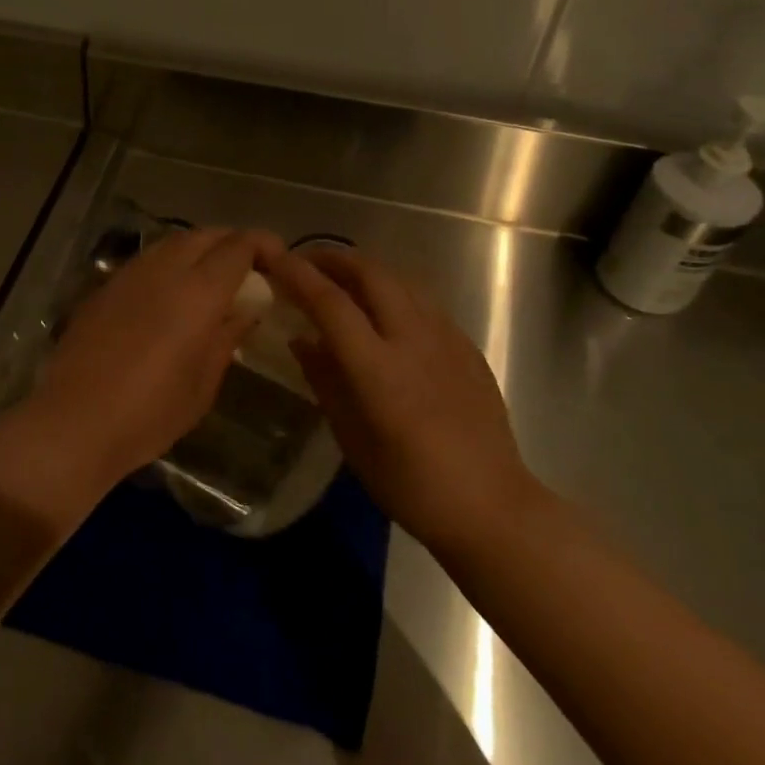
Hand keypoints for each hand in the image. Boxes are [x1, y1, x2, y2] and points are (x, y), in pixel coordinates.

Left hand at [0, 227, 283, 528]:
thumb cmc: (150, 412)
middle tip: (247, 268)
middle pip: (204, 236)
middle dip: (230, 243)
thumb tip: (244, 311)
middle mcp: (163, 270)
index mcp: (198, 291)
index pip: (238, 246)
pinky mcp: (103, 289)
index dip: (262, 245)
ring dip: (197, 250)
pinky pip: (146, 262)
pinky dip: (168, 266)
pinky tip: (169, 296)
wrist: (75, 422)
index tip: (277, 260)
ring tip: (211, 279)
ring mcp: (128, 275)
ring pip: (171, 243)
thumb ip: (227, 337)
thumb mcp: (203, 383)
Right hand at [266, 247, 542, 552]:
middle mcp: (414, 340)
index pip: (331, 304)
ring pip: (402, 281)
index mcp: (379, 368)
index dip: (298, 276)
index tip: (274, 258)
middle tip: (306, 262)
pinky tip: (385, 313)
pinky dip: (394, 292)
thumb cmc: (410, 484)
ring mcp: (447, 338)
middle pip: (371, 274)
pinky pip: (424, 302)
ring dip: (366, 271)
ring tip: (341, 281)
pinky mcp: (467, 346)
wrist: (491, 506)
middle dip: (334, 259)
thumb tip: (301, 340)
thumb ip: (325, 381)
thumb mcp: (351, 438)